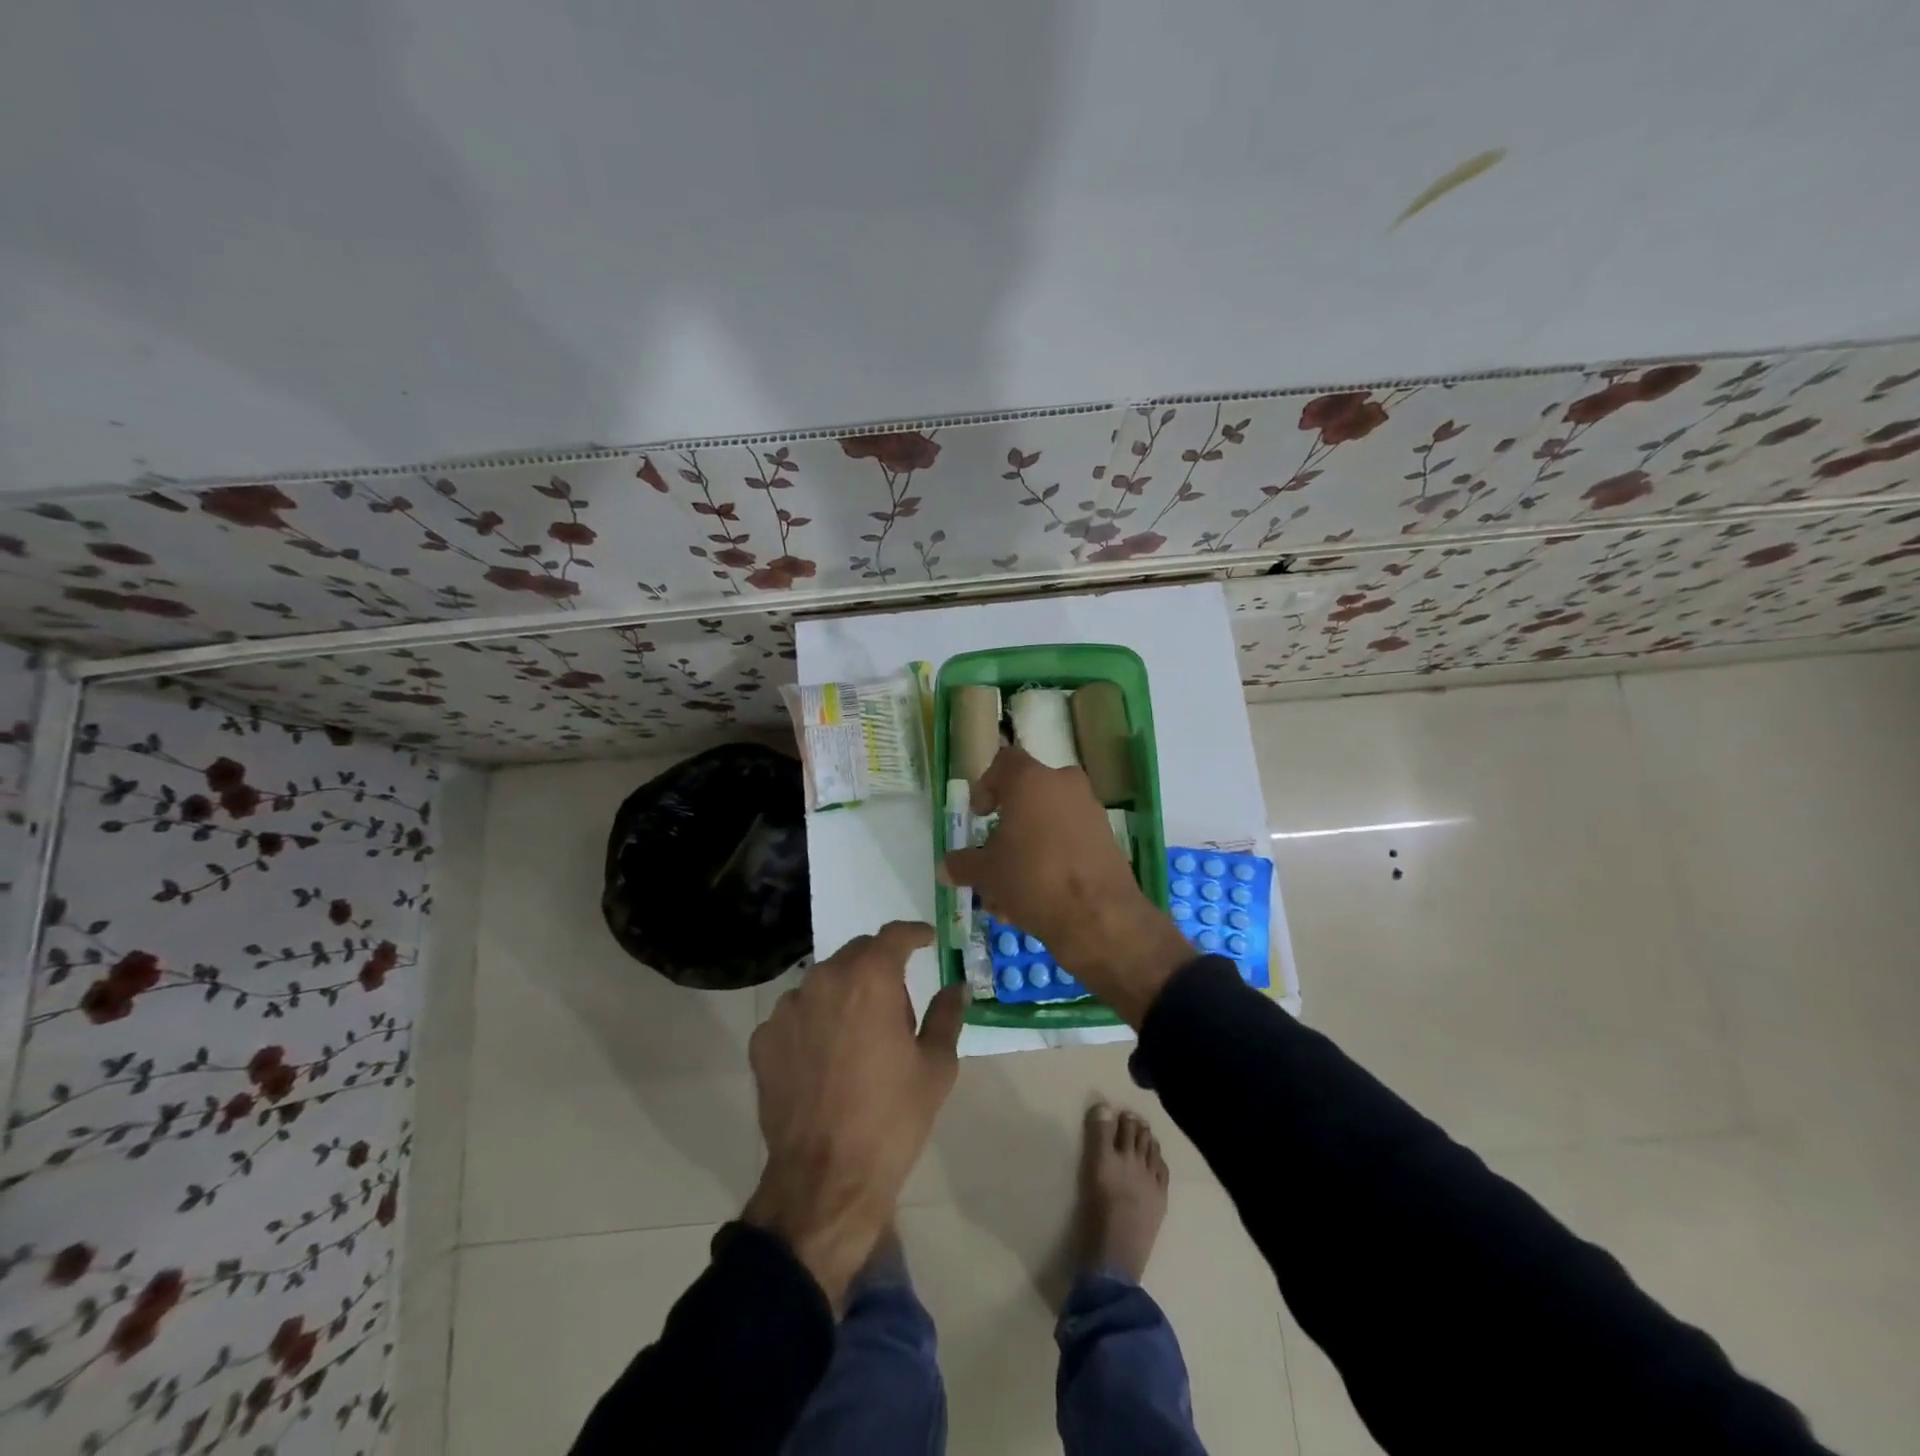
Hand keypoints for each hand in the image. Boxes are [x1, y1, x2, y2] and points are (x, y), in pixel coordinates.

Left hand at [744, 921, 966, 1309]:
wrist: (826, 1181)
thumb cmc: (892, 1119)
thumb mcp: (936, 1066)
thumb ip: (947, 1015)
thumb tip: (956, 987)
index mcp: (869, 979)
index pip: (894, 935)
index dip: (914, 933)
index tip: (927, 939)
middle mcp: (823, 980)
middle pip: (856, 954)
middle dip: (879, 966)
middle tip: (896, 1002)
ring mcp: (787, 1009)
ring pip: (823, 983)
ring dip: (844, 994)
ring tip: (858, 1037)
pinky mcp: (763, 1040)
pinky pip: (796, 1015)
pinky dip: (814, 1023)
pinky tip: (825, 1060)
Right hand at [941, 746, 1191, 1025]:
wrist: (1098, 916)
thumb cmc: (1032, 879)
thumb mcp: (987, 873)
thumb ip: (963, 864)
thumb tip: (945, 866)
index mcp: (1031, 780)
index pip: (1004, 762)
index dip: (987, 786)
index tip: (980, 816)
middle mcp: (1064, 785)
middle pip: (1029, 796)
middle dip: (1009, 825)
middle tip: (994, 855)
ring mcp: (1090, 811)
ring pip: (1049, 822)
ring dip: (1029, 848)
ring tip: (1011, 892)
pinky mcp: (1107, 839)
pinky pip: (1070, 841)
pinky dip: (1053, 860)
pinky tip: (1038, 899)